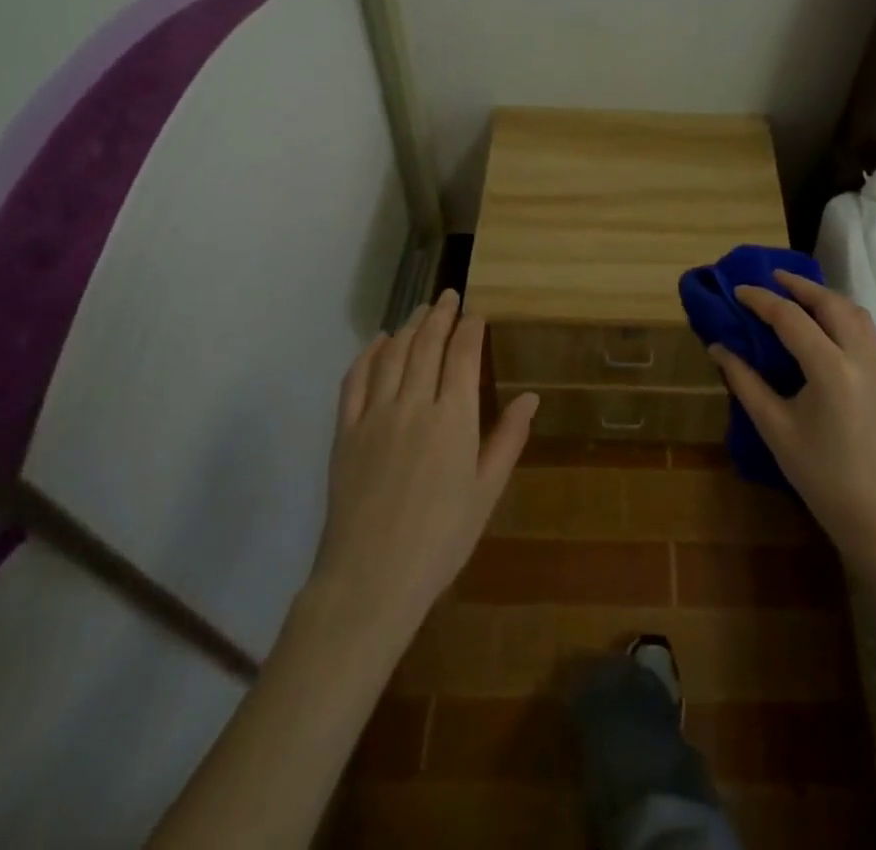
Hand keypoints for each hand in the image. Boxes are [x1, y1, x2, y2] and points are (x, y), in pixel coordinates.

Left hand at [310, 290, 537, 629]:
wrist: (370, 580)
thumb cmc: (440, 540)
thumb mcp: (486, 493)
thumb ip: (508, 440)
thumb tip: (530, 397)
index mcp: (453, 419)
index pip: (462, 355)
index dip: (470, 328)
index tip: (476, 313)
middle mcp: (413, 405)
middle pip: (427, 344)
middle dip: (440, 315)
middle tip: (448, 296)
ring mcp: (375, 416)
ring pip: (393, 355)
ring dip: (408, 327)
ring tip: (420, 310)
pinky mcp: (345, 432)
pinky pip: (355, 381)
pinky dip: (368, 354)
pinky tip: (378, 342)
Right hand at [711, 272, 875, 565]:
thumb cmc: (822, 476)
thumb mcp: (775, 428)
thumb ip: (745, 382)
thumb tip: (718, 348)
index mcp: (830, 368)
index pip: (790, 318)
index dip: (761, 300)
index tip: (738, 290)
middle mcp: (861, 356)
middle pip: (830, 303)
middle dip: (799, 286)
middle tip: (771, 279)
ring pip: (854, 312)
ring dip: (825, 297)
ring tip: (797, 296)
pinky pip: (866, 329)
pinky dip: (843, 314)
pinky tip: (825, 325)